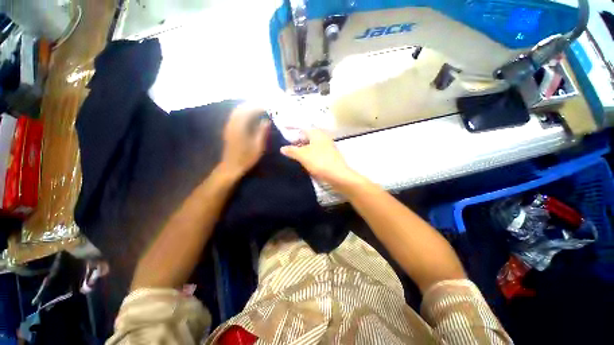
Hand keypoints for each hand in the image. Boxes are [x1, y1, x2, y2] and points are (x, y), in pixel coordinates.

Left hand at [218, 104, 269, 179]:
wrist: (231, 166)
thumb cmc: (246, 157)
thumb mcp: (258, 146)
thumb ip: (262, 131)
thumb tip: (267, 120)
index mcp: (240, 127)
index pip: (249, 110)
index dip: (259, 107)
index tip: (268, 107)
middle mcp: (232, 123)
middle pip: (241, 108)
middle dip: (252, 105)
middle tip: (264, 107)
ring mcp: (229, 126)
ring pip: (237, 111)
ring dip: (247, 108)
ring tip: (259, 109)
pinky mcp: (229, 129)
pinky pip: (235, 115)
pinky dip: (243, 112)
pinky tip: (250, 116)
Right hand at [280, 129, 360, 187]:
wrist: (338, 175)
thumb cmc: (319, 162)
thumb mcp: (302, 155)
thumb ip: (291, 150)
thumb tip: (282, 148)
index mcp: (316, 133)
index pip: (301, 128)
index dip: (292, 130)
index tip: (284, 133)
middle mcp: (322, 137)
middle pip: (306, 137)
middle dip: (297, 141)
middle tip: (287, 148)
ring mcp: (327, 146)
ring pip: (311, 145)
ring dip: (302, 149)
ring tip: (293, 155)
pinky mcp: (329, 155)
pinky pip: (316, 152)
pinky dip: (309, 154)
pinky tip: (304, 161)